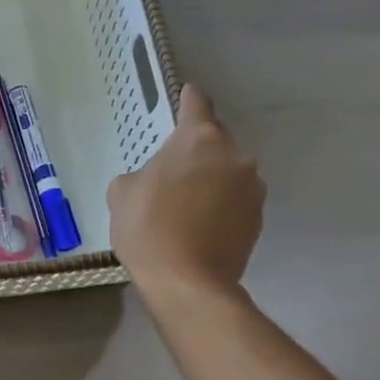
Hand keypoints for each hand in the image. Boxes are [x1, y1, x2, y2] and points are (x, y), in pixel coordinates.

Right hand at [108, 85, 264, 297]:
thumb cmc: (148, 228)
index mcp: (199, 139)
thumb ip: (140, 174)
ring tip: (186, 207)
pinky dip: (220, 207)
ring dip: (210, 181)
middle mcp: (234, 155)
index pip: (196, 104)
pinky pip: (235, 202)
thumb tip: (155, 180)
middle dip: (196, 151)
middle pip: (214, 142)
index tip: (186, 96)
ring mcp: (252, 189)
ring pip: (227, 173)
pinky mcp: (259, 219)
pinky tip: (199, 228)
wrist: (187, 283)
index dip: (187, 99)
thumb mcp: (121, 193)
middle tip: (172, 173)